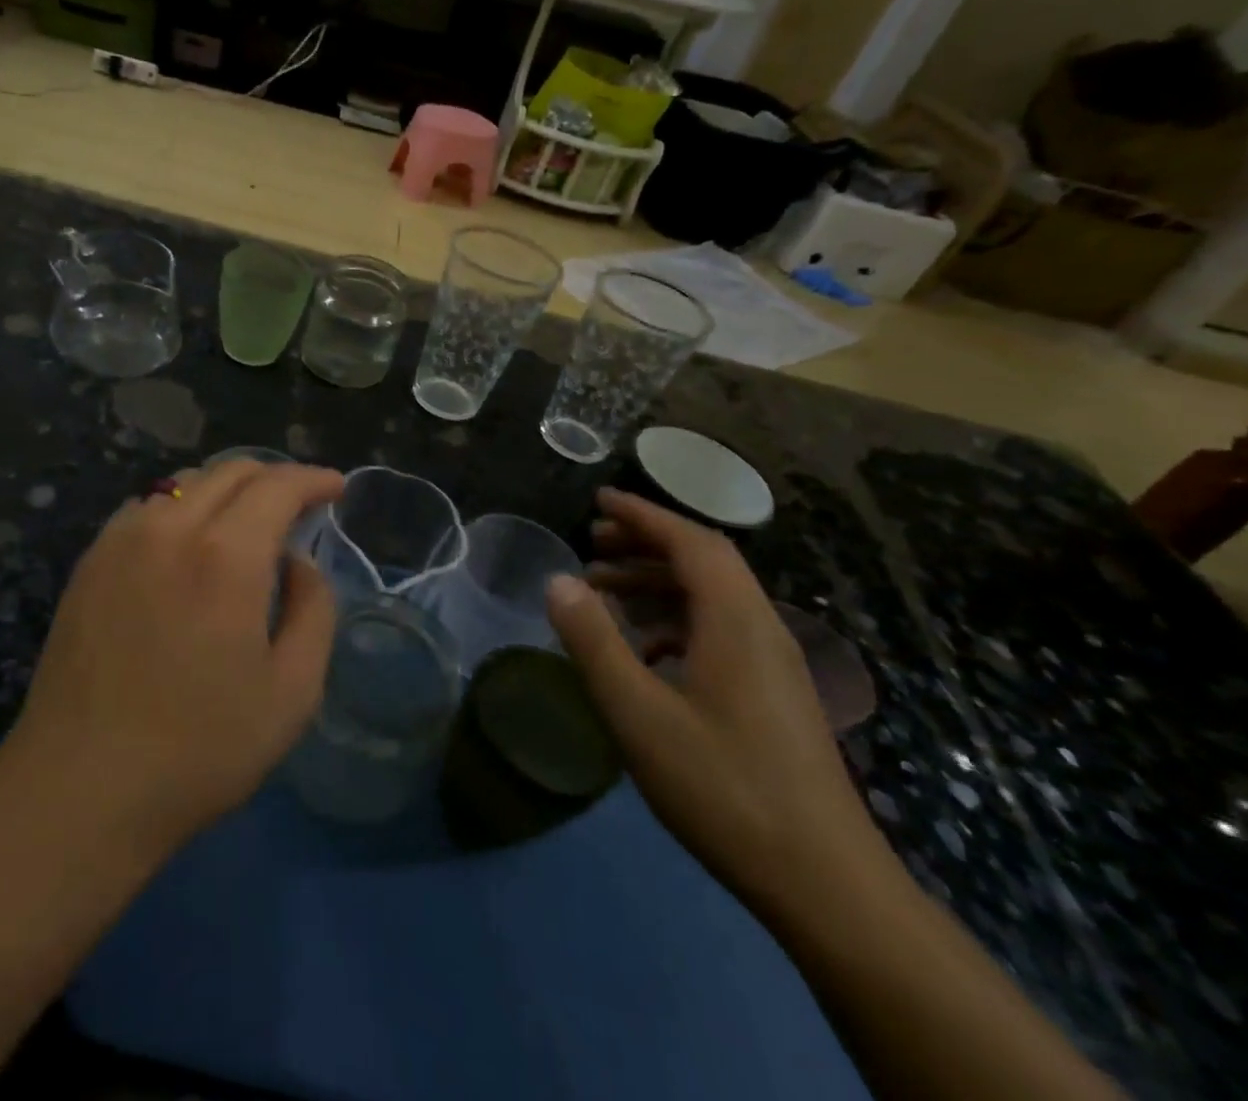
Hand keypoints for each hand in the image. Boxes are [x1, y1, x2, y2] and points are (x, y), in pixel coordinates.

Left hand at [0, 459, 344, 854]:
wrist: (80, 787)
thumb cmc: (199, 749)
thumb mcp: (292, 692)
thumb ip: (314, 610)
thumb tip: (299, 563)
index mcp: (226, 556)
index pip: (278, 486)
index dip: (313, 480)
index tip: (336, 487)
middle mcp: (170, 528)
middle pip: (231, 471)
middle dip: (274, 478)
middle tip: (298, 507)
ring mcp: (122, 539)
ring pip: (185, 483)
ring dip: (227, 489)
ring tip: (246, 523)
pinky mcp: (90, 560)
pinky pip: (147, 508)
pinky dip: (182, 507)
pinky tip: (187, 543)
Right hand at [546, 490, 892, 916]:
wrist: (827, 885)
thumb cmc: (725, 789)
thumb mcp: (639, 715)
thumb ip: (595, 642)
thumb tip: (558, 581)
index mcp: (736, 622)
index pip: (690, 542)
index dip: (643, 514)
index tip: (598, 500)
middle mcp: (762, 628)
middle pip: (704, 561)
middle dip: (646, 543)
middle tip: (592, 545)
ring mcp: (773, 663)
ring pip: (712, 597)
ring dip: (657, 582)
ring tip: (604, 593)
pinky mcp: (774, 694)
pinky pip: (720, 630)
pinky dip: (675, 621)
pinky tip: (643, 653)